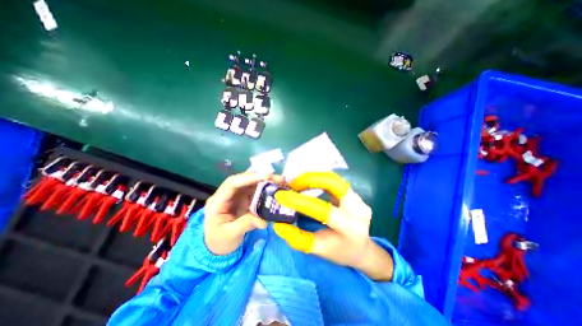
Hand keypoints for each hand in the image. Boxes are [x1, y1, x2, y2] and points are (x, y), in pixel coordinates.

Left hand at [204, 173, 283, 255]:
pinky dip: (266, 189)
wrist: (218, 246)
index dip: (248, 178)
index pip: (232, 183)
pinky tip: (276, 189)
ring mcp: (237, 196)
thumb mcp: (230, 235)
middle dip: (261, 177)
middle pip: (244, 180)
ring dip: (266, 182)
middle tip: (279, 179)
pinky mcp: (244, 199)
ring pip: (251, 184)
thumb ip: (245, 225)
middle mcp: (228, 194)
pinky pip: (256, 191)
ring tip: (281, 182)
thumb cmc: (219, 241)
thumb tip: (263, 221)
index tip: (266, 176)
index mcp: (218, 201)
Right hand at [274, 172, 393, 281]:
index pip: (323, 211)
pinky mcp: (355, 193)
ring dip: (313, 176)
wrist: (361, 248)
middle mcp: (358, 210)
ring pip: (333, 178)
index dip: (300, 201)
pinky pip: (334, 180)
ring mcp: (359, 199)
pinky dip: (318, 178)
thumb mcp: (317, 250)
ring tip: (297, 182)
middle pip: (334, 183)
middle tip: (292, 183)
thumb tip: (278, 223)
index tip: (281, 196)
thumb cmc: (339, 251)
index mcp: (350, 229)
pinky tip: (308, 182)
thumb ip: (297, 238)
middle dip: (309, 179)